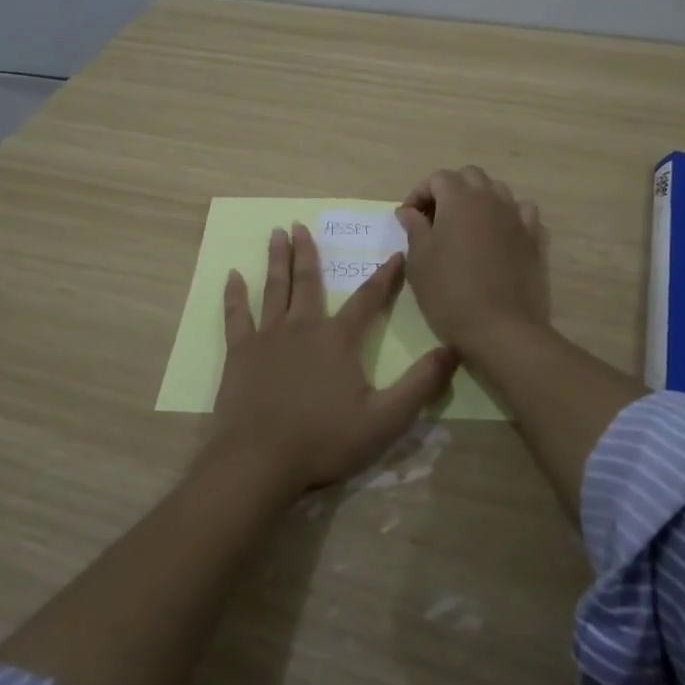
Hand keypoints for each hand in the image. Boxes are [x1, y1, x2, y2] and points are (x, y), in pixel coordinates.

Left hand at [208, 223, 459, 497]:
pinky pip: (236, 315)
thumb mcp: (385, 419)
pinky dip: (234, 294)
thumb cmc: (325, 441)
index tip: (394, 253)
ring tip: (276, 233)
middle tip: (300, 224)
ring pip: (274, 289)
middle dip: (308, 251)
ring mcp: (268, 337)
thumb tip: (452, 350)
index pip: (368, 299)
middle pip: (308, 281)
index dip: (385, 276)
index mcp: (339, 339)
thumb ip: (420, 384)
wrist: (260, 460)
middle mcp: (303, 327)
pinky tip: (232, 276)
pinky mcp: (240, 353)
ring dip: (276, 260)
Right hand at [395, 166, 549, 354]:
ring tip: (466, 228)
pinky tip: (498, 238)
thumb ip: (414, 228)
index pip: (437, 178)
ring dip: (479, 201)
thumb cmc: (450, 292)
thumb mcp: (419, 260)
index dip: (419, 194)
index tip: (408, 219)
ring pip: (498, 192)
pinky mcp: (535, 239)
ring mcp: (518, 217)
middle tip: (435, 219)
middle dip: (450, 190)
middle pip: (470, 177)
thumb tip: (409, 211)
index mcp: (460, 198)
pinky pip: (522, 214)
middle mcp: (491, 198)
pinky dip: (507, 218)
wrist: (501, 328)